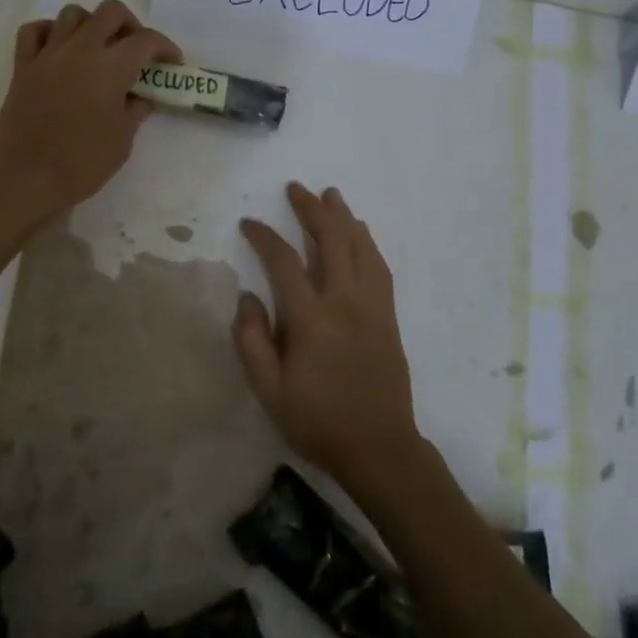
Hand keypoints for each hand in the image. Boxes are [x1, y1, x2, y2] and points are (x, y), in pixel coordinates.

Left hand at [0, 0, 177, 222]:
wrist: (25, 177)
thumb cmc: (81, 163)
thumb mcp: (122, 141)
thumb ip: (134, 112)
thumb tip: (139, 99)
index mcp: (111, 67)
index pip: (146, 40)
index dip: (165, 47)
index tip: (172, 63)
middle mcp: (80, 49)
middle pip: (110, 12)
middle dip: (130, 25)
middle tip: (135, 50)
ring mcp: (48, 54)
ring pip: (72, 14)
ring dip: (91, 24)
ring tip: (97, 48)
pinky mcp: (22, 66)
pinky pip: (35, 31)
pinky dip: (50, 32)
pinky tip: (59, 49)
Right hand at [234, 182, 424, 492]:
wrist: (379, 448)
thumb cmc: (318, 421)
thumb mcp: (269, 391)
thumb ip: (252, 341)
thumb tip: (248, 296)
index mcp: (312, 319)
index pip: (284, 261)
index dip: (264, 236)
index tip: (249, 224)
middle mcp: (345, 302)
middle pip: (331, 240)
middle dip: (311, 209)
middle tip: (296, 189)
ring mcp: (373, 306)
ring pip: (361, 247)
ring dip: (344, 217)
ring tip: (330, 195)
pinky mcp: (389, 316)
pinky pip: (379, 267)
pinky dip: (367, 242)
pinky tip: (360, 233)